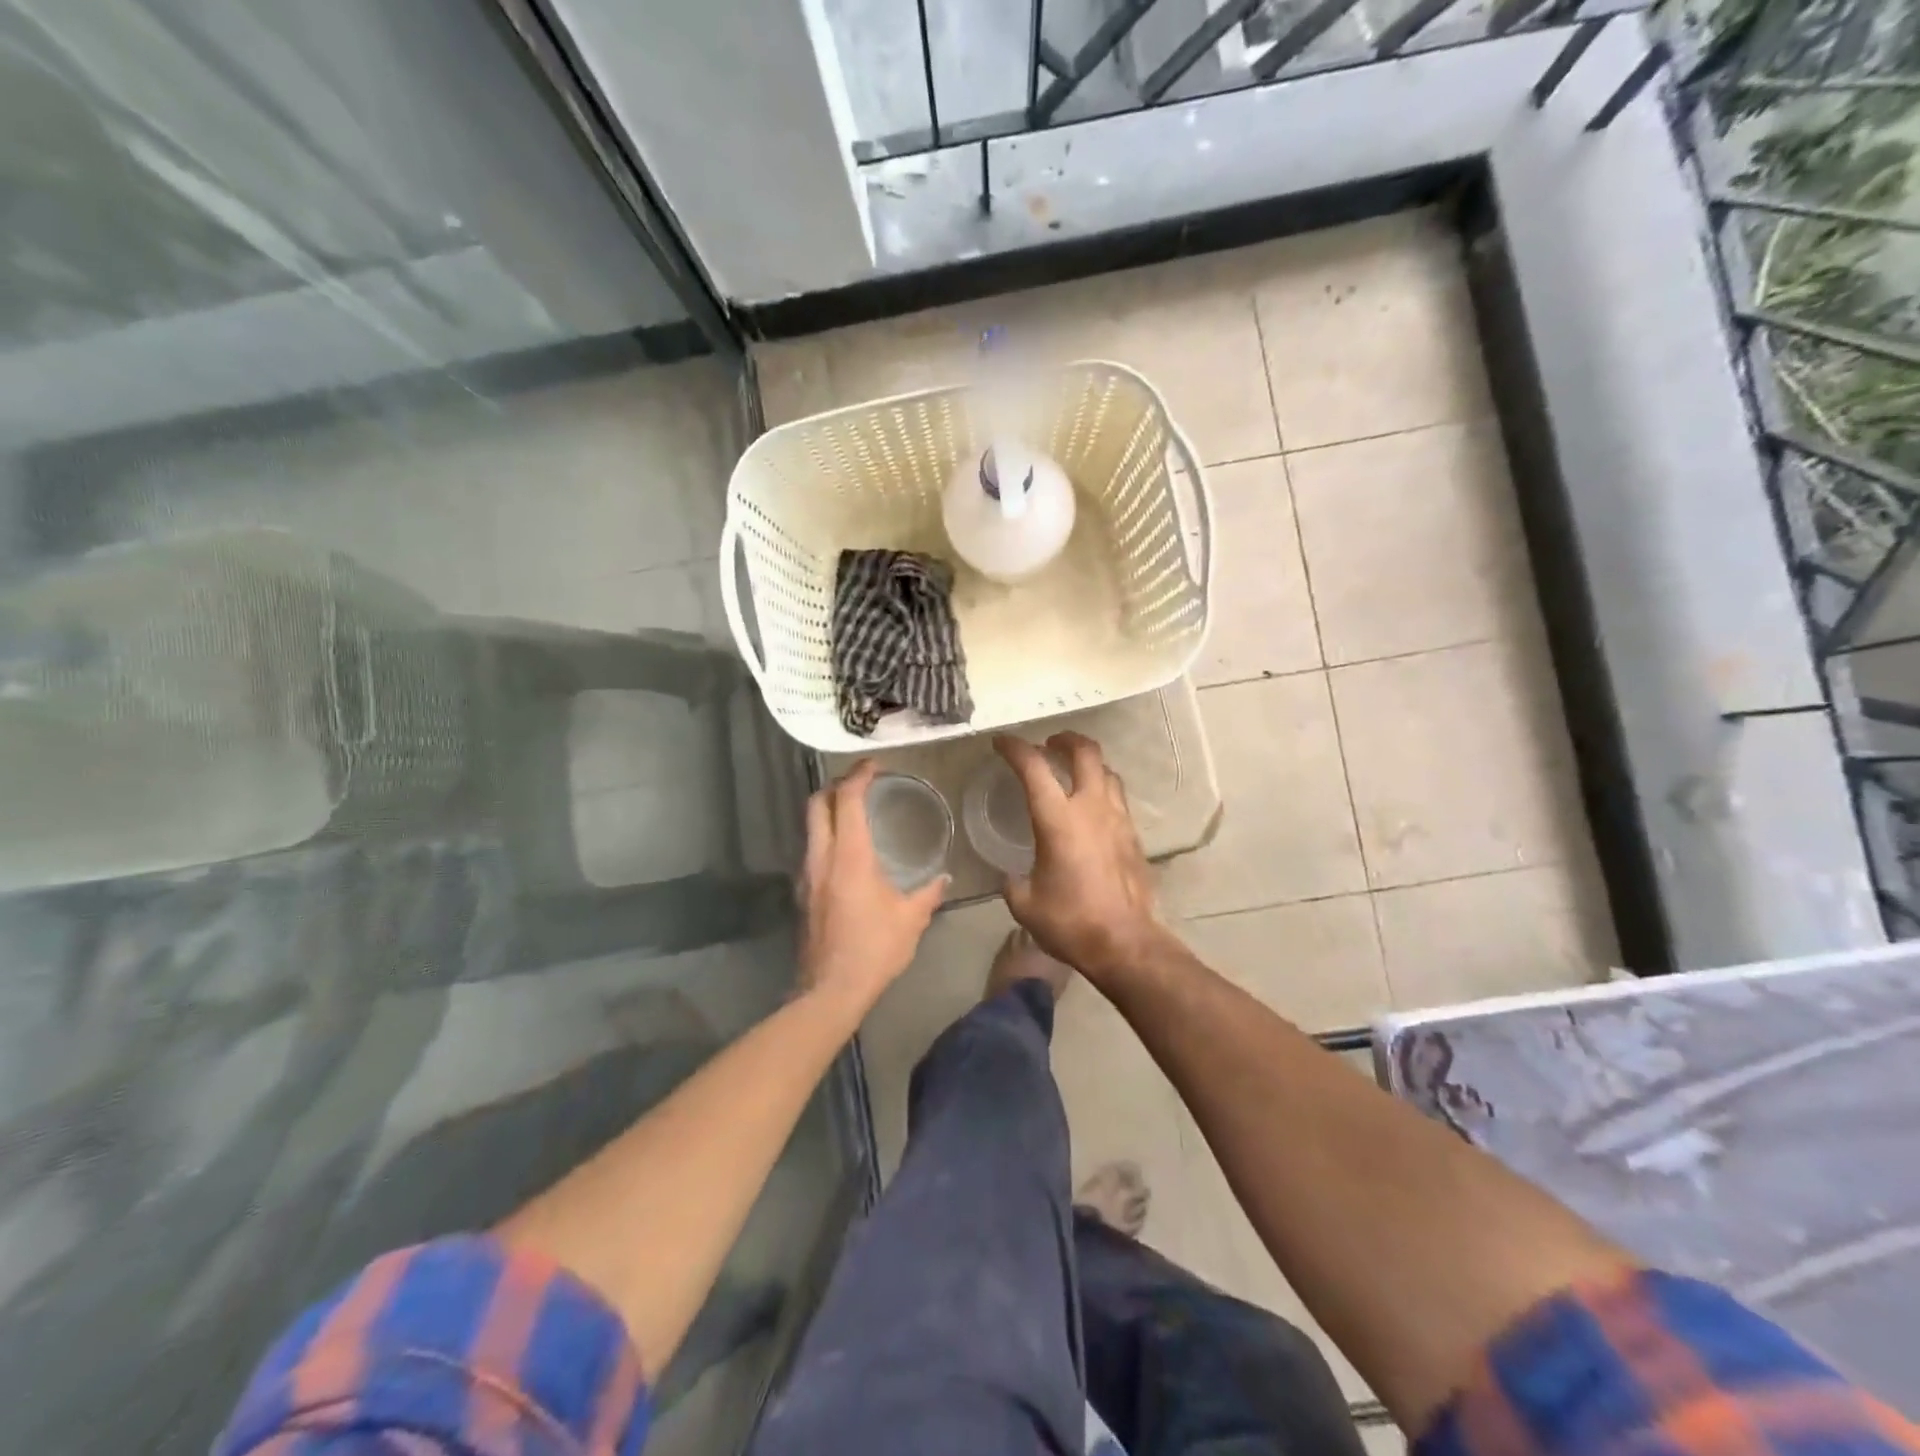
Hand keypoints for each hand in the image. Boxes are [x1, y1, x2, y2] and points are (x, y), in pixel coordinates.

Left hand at [798, 760, 947, 1018]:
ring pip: (810, 827)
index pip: (847, 800)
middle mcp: (822, 857)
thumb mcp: (911, 919)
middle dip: (835, 785)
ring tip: (854, 811)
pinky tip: (846, 851)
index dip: (858, 776)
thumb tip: (944, 878)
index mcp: (850, 856)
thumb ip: (928, 893)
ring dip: (828, 810)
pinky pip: (811, 849)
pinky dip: (826, 836)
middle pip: (817, 804)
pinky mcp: (803, 893)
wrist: (830, 990)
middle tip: (860, 782)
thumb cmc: (875, 949)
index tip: (874, 765)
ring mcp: (807, 875)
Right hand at [995, 732, 1170, 984]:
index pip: (1034, 767)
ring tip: (1072, 771)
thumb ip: (1013, 881)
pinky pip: (1117, 797)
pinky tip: (1091, 808)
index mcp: (1058, 819)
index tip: (1001, 742)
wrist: (1126, 943)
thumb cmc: (1071, 922)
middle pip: (1085, 752)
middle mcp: (1091, 808)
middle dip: (1065, 739)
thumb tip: (1011, 875)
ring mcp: (1118, 819)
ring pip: (1106, 771)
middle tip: (1049, 743)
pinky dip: (1101, 789)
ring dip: (1087, 763)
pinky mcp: (1134, 836)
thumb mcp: (1025, 904)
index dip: (1014, 748)